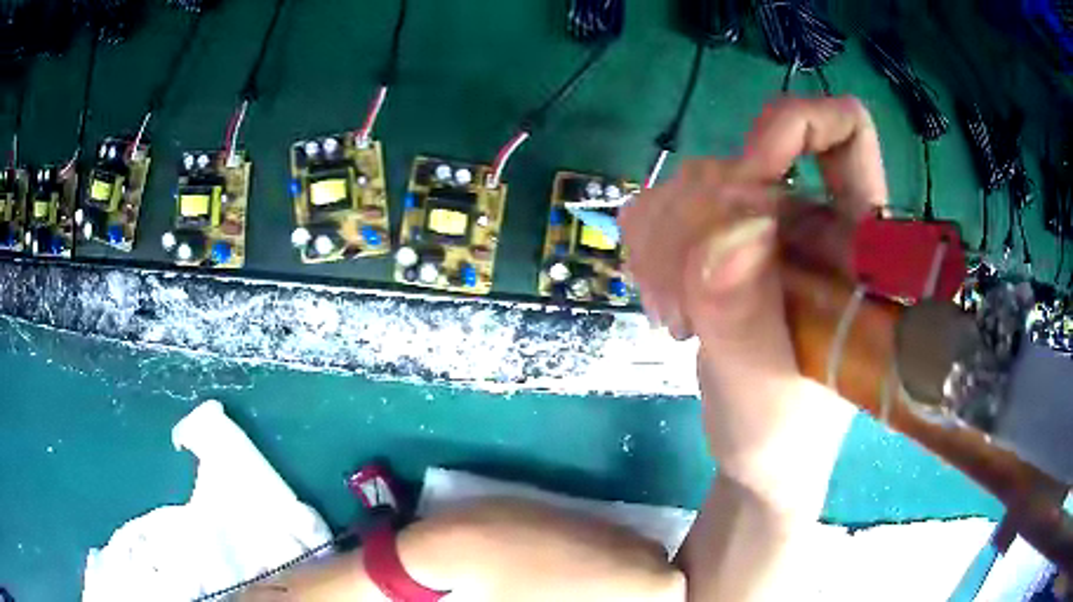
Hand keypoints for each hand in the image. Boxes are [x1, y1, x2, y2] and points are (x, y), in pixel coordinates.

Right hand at [619, 96, 887, 510]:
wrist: (757, 454)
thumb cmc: (784, 431)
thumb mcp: (767, 386)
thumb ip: (745, 316)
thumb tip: (722, 239)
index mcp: (852, 237)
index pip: (845, 127)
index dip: (795, 125)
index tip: (752, 180)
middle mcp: (809, 214)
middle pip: (738, 157)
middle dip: (698, 225)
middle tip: (691, 306)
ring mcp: (760, 226)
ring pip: (690, 180)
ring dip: (664, 247)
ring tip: (680, 318)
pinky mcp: (717, 242)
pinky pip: (659, 206)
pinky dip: (647, 251)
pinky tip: (666, 305)